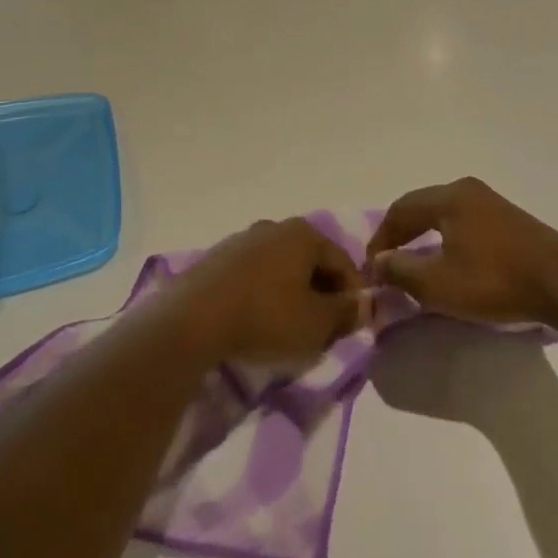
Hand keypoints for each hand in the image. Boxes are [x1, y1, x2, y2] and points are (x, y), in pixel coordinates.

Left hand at [172, 218, 364, 364]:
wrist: (192, 320)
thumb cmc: (266, 318)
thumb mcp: (316, 324)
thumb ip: (346, 313)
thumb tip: (365, 303)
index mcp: (304, 234)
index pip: (343, 262)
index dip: (354, 296)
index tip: (352, 326)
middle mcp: (274, 227)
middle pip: (311, 262)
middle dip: (322, 295)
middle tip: (323, 331)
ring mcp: (241, 240)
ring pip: (281, 269)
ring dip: (292, 295)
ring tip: (289, 330)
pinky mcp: (216, 259)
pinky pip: (254, 276)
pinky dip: (264, 295)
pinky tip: (257, 322)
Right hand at [367, 178, 557, 325]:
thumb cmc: (494, 280)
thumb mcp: (439, 283)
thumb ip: (401, 270)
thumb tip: (379, 262)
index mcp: (448, 197)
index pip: (400, 210)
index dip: (381, 238)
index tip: (371, 267)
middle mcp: (467, 190)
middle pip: (422, 206)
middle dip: (400, 233)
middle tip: (387, 261)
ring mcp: (492, 201)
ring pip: (444, 213)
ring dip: (424, 235)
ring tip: (414, 261)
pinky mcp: (510, 219)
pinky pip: (464, 221)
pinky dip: (447, 237)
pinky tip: (449, 259)